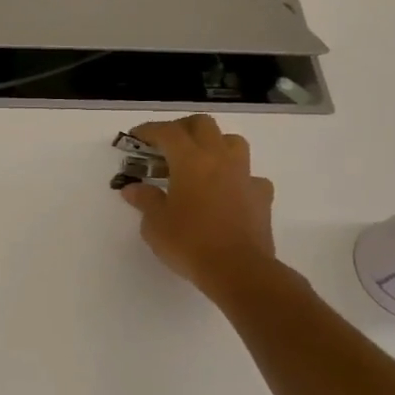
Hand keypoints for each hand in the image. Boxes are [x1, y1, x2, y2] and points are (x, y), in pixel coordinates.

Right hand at [118, 113, 276, 299]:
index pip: (167, 132)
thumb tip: (133, 189)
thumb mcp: (155, 224)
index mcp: (190, 161)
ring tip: (198, 162)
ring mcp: (244, 176)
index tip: (135, 137)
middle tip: (165, 144)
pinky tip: (226, 192)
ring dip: (213, 144)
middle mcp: (219, 159)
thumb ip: (145, 200)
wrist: (238, 270)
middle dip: (181, 128)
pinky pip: (249, 175)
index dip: (148, 130)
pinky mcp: (261, 195)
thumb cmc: (189, 243)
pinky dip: (235, 177)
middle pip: (202, 125)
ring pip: (231, 142)